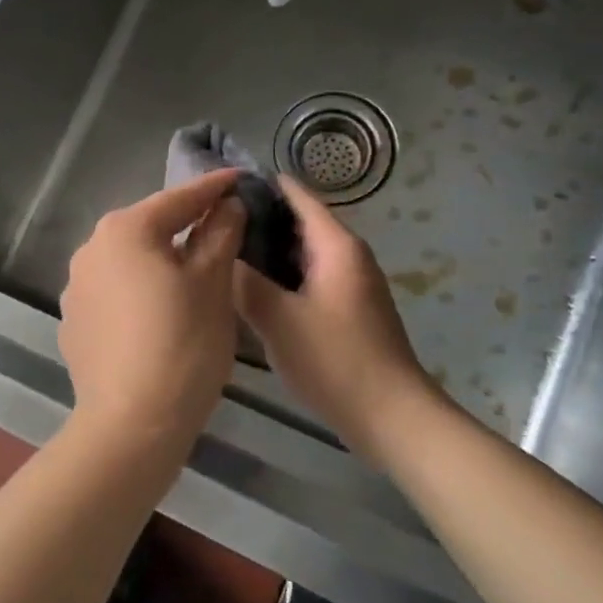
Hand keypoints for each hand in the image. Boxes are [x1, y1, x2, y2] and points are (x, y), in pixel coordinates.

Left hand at [60, 170, 245, 448]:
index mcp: (125, 230)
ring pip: (128, 261)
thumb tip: (227, 205)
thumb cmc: (182, 345)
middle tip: (221, 227)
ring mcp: (75, 287)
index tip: (239, 178)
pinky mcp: (73, 322)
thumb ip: (219, 235)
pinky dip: (137, 292)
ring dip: (158, 260)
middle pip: (148, 228)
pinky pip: (113, 293)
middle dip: (184, 225)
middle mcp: (90, 249)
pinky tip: (156, 314)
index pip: (178, 199)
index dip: (213, 188)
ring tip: (190, 273)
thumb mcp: (212, 285)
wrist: (131, 424)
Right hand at [236, 179, 437, 457]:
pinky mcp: (347, 310)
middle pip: (299, 223)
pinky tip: (250, 291)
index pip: (297, 196)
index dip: (261, 185)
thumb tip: (220, 252)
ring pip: (302, 254)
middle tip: (210, 225)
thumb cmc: (335, 360)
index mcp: (336, 246)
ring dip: (267, 252)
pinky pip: (308, 279)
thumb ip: (245, 281)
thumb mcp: (278, 319)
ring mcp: (350, 284)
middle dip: (258, 221)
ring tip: (222, 254)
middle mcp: (348, 256)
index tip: (219, 187)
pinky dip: (281, 277)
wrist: (391, 416)